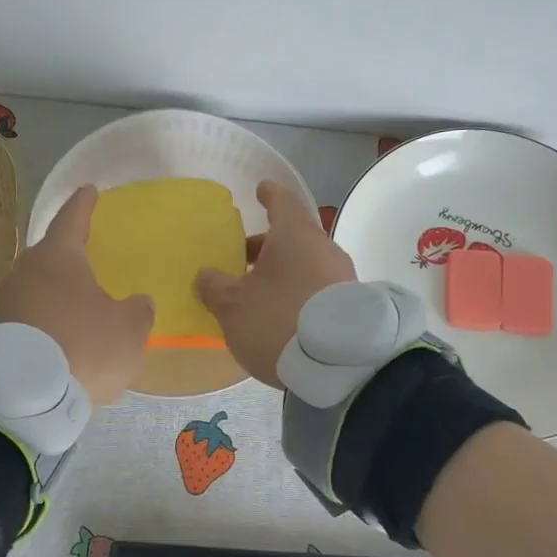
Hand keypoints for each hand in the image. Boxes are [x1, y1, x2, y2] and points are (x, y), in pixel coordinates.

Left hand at [0, 186, 153, 405]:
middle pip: (51, 253)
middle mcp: (27, 270)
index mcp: (59, 256)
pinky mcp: (0, 330)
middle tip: (88, 251)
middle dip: (69, 252)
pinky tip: (63, 329)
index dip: (84, 204)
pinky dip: (48, 314)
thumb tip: (136, 302)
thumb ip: (138, 309)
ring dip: (58, 288)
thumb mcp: (130, 328)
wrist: (29, 396)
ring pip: (39, 284)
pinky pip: (32, 311)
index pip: (73, 218)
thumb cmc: (86, 346)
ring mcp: (9, 300)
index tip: (89, 190)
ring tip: (79, 297)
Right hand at [196, 181, 355, 387]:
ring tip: (256, 293)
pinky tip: (280, 312)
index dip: (269, 195)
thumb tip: (206, 275)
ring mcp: (342, 276)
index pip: (282, 202)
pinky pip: (316, 286)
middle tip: (240, 258)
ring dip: (280, 271)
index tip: (260, 190)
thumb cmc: (278, 320)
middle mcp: (323, 248)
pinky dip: (296, 290)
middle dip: (265, 245)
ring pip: (305, 263)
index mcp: (295, 235)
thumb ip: (214, 286)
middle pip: (292, 237)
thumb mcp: (233, 306)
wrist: (340, 366)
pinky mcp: (351, 304)